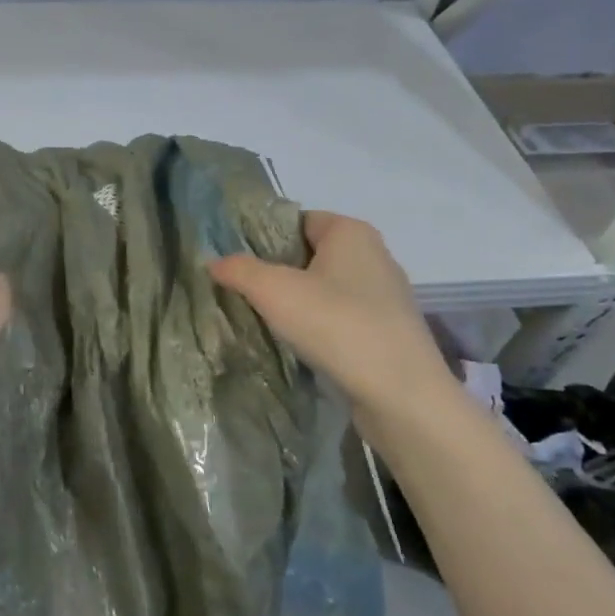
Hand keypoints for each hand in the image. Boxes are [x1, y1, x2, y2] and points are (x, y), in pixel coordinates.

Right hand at [210, 211, 457, 424]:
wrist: (401, 395)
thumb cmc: (337, 325)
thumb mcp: (274, 291)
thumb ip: (239, 270)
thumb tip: (213, 261)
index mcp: (351, 232)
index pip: (297, 221)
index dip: (264, 238)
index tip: (237, 264)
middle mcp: (374, 255)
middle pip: (310, 254)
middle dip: (278, 272)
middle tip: (243, 293)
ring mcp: (385, 295)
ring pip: (326, 287)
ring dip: (297, 301)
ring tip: (264, 320)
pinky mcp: (388, 330)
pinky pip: (342, 316)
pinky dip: (319, 325)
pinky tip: (299, 344)